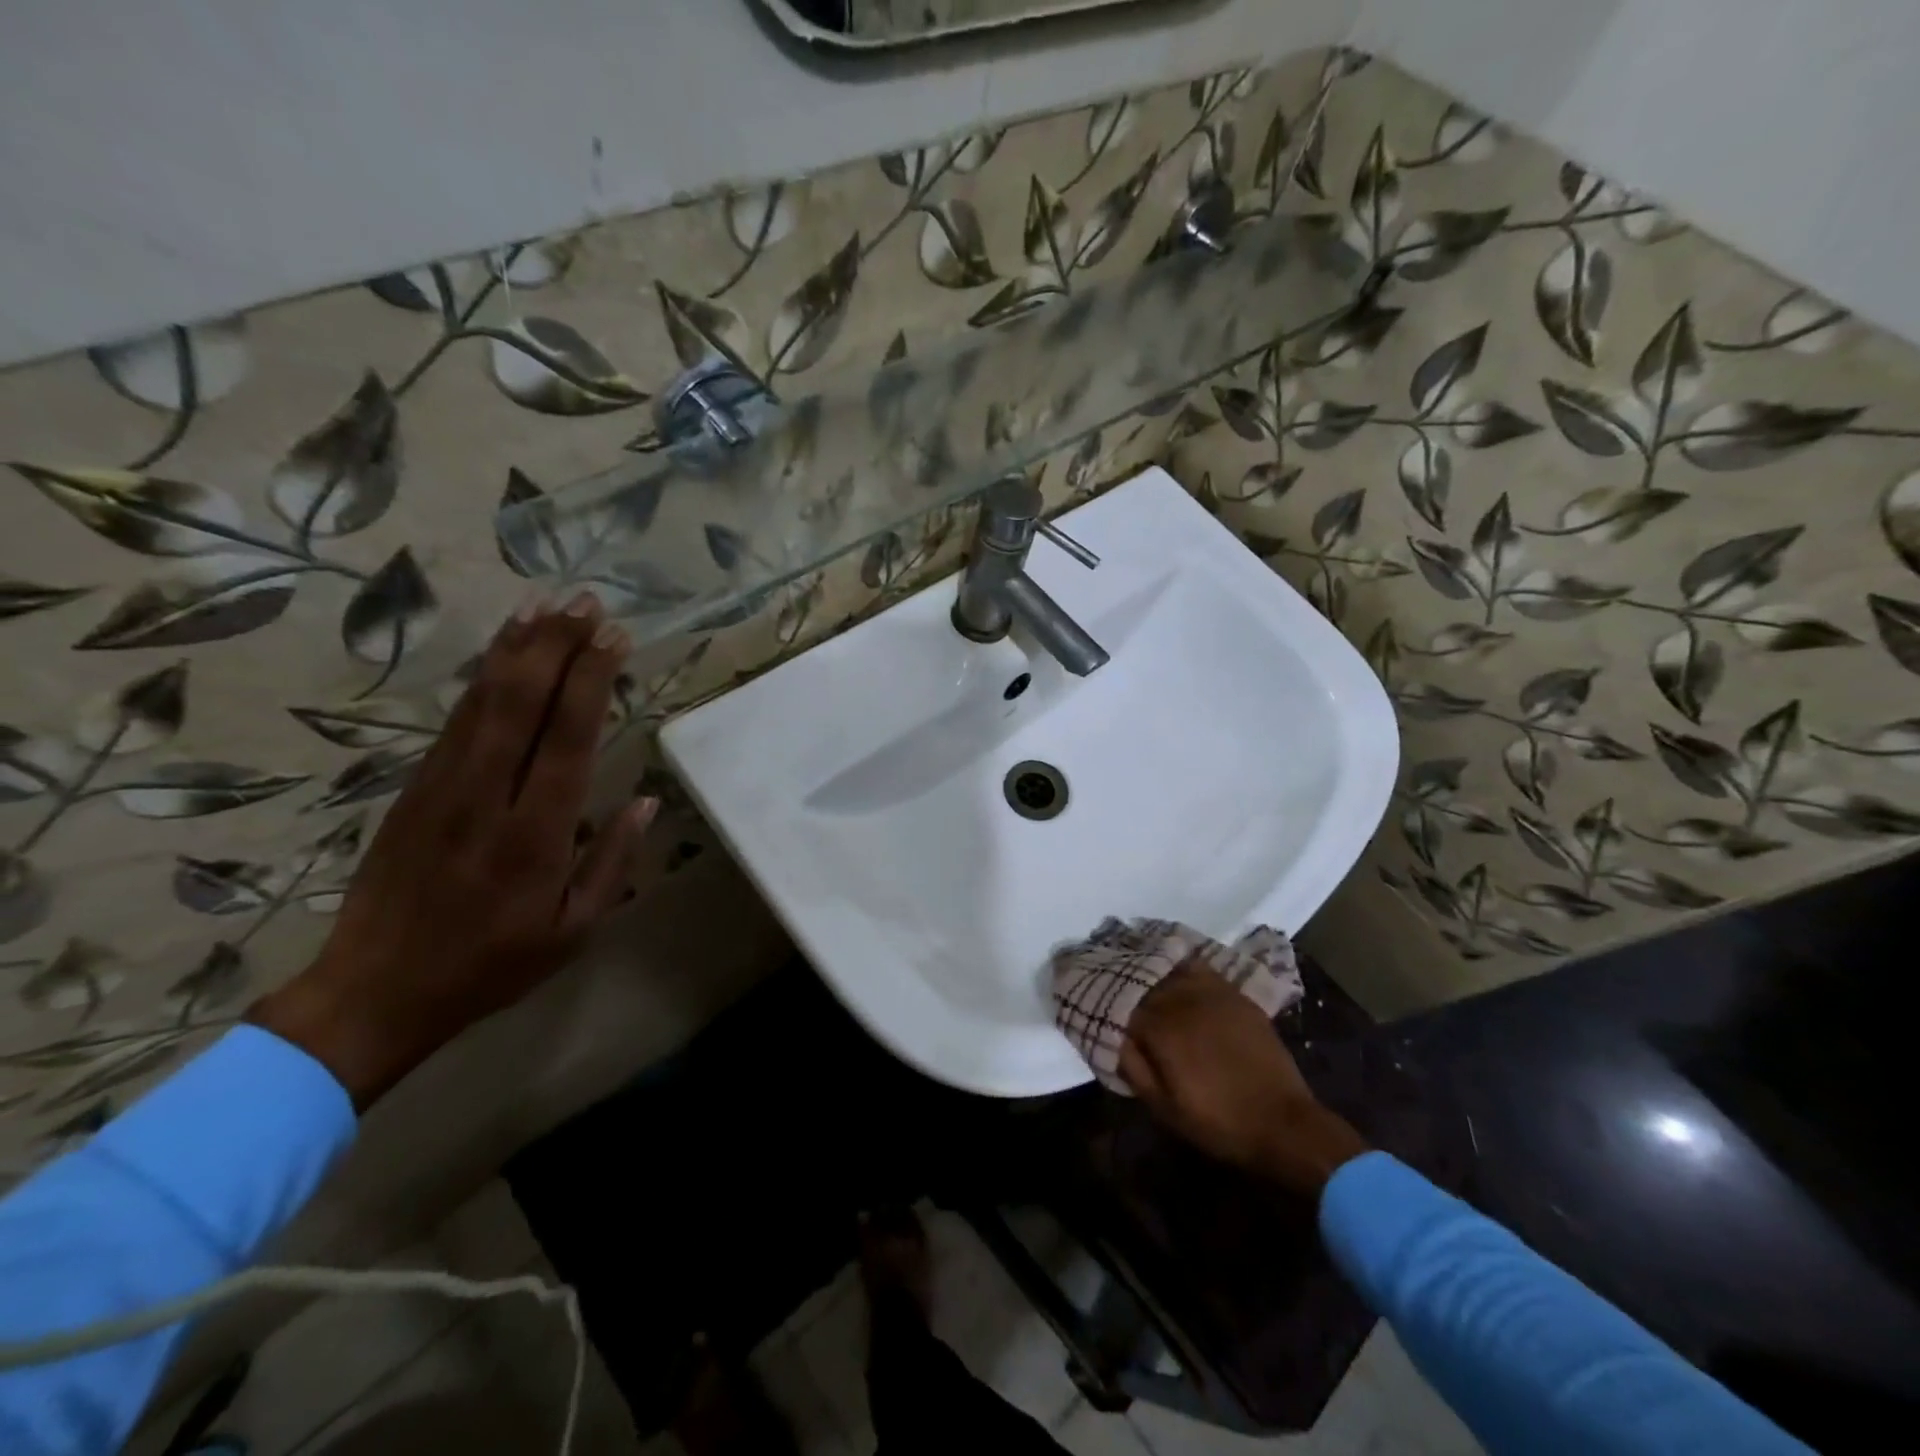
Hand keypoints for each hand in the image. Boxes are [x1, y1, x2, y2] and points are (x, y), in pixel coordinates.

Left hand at [249, 594, 657, 1107]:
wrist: (374, 991)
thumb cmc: (491, 965)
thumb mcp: (573, 931)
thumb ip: (612, 862)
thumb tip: (646, 800)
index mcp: (534, 837)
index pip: (567, 740)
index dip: (591, 682)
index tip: (614, 638)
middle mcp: (486, 798)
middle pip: (521, 703)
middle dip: (556, 646)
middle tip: (585, 602)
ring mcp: (442, 788)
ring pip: (482, 702)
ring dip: (517, 649)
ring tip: (547, 605)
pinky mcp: (415, 788)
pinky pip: (456, 721)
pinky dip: (483, 678)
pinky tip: (502, 652)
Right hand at [1118, 963, 1367, 1196]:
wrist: (1283, 1123)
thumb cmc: (1219, 1122)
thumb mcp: (1165, 1109)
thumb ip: (1134, 1069)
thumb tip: (1114, 1038)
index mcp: (1161, 1029)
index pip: (1122, 1004)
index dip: (1107, 1004)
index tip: (1097, 1006)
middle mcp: (1182, 1001)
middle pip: (1143, 981)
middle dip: (1126, 984)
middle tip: (1113, 985)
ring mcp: (1211, 993)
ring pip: (1169, 970)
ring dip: (1151, 971)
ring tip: (1138, 970)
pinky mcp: (1234, 995)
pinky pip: (1200, 969)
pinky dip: (1182, 965)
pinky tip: (1175, 967)